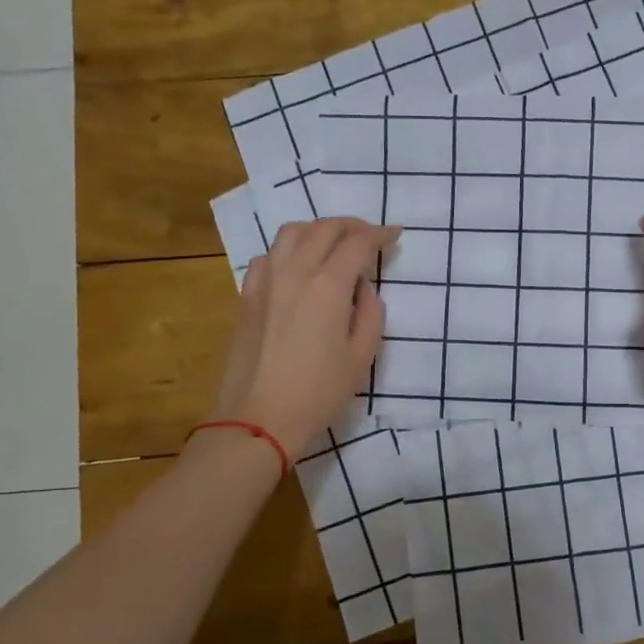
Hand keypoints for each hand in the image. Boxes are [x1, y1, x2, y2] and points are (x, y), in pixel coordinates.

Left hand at [211, 217, 400, 457]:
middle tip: (370, 236)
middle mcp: (295, 271)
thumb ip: (371, 313)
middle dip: (352, 226)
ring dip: (318, 229)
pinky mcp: (248, 296)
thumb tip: (363, 288)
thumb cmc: (319, 391)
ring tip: (334, 244)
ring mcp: (266, 281)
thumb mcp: (362, 356)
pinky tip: (296, 267)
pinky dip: (288, 250)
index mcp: (328, 285)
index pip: (358, 242)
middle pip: (324, 228)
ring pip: (291, 232)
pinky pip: (268, 256)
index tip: (395, 235)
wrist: (260, 417)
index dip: (380, 234)